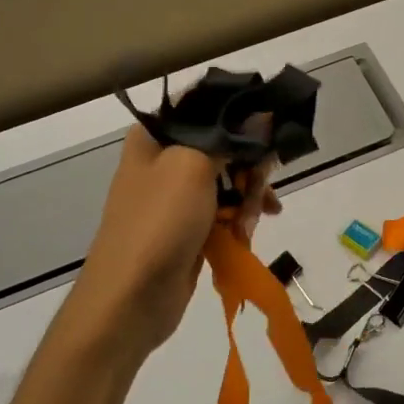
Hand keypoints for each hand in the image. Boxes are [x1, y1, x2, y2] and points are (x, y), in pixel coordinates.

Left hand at [59, 127, 280, 360]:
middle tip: (261, 185)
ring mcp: (179, 195)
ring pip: (232, 178)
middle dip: (251, 163)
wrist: (130, 300)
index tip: (273, 125)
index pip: (206, 104)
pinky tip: (247, 232)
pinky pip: (227, 210)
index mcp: (157, 134)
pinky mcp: (191, 226)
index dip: (242, 110)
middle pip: (226, 143)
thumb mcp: (192, 167)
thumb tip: (263, 113)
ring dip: (251, 195)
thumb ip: (230, 136)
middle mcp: (166, 158)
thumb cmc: (158, 223)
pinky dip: (242, 218)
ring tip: (253, 220)